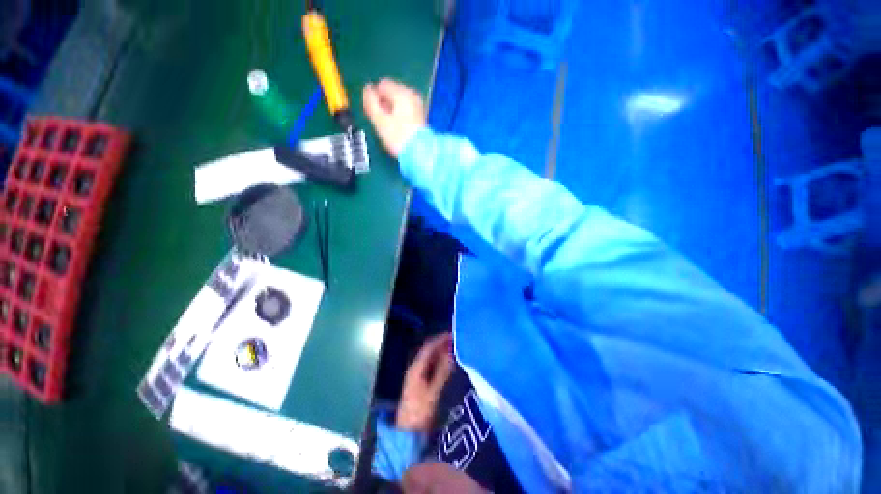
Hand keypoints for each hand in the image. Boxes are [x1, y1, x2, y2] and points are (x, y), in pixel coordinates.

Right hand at [362, 79, 426, 157]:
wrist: (420, 153)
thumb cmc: (398, 137)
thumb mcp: (379, 120)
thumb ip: (371, 102)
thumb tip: (367, 88)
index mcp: (401, 92)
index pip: (382, 85)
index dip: (375, 97)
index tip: (374, 114)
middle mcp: (412, 94)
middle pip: (392, 93)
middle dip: (385, 104)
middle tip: (382, 123)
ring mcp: (419, 106)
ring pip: (399, 103)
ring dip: (392, 111)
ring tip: (390, 128)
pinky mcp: (421, 117)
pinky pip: (407, 111)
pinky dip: (401, 117)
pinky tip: (400, 130)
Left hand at [396, 333, 453, 431]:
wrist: (407, 437)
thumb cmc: (420, 413)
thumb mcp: (434, 392)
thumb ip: (443, 371)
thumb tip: (452, 352)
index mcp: (417, 368)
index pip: (429, 347)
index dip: (441, 339)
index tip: (455, 334)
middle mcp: (416, 369)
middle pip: (430, 352)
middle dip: (443, 345)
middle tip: (459, 343)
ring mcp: (418, 378)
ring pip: (432, 360)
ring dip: (443, 355)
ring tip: (458, 352)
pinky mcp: (421, 386)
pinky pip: (433, 369)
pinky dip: (442, 365)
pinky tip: (451, 367)